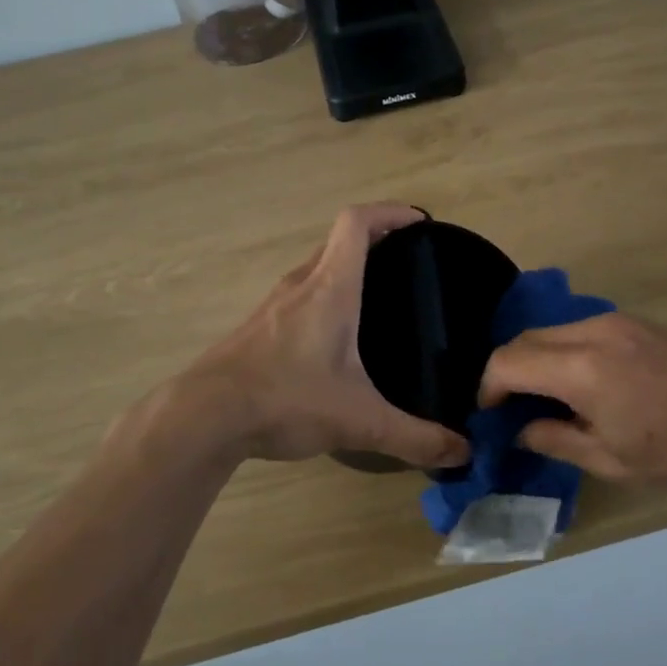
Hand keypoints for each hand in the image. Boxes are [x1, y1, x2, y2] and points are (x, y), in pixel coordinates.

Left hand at [186, 204, 471, 468]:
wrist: (204, 416)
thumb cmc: (285, 400)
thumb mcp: (359, 421)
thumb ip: (414, 437)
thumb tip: (462, 453)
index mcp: (330, 288)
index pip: (357, 223)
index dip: (389, 213)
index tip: (419, 222)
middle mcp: (300, 284)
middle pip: (338, 240)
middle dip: (376, 239)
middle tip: (408, 261)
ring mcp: (273, 304)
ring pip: (316, 267)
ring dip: (346, 267)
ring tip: (377, 296)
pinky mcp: (257, 327)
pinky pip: (298, 294)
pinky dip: (324, 294)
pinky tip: (333, 336)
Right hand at [477, 312, 666, 498]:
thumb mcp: (610, 461)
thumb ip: (554, 439)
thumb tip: (521, 429)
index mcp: (582, 369)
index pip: (508, 361)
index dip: (489, 386)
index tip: (492, 412)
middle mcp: (594, 332)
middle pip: (526, 338)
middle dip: (510, 370)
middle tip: (514, 407)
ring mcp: (620, 321)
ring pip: (554, 331)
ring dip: (539, 359)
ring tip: (551, 397)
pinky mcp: (639, 321)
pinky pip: (583, 329)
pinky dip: (567, 351)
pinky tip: (587, 382)